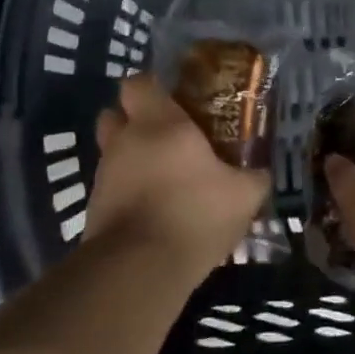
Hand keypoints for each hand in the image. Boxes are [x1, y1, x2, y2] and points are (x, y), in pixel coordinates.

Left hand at [86, 75, 270, 275]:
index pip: (138, 83)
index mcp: (159, 123)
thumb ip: (254, 177)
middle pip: (114, 114)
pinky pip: (111, 187)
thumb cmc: (194, 213)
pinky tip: (153, 209)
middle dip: (133, 120)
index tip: (173, 99)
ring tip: (162, 177)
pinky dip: (126, 191)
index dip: (152, 87)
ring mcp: (104, 175)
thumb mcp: (243, 196)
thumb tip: (261, 172)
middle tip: (164, 135)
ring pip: (112, 152)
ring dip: (130, 158)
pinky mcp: (93, 208)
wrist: (138, 269)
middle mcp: (125, 140)